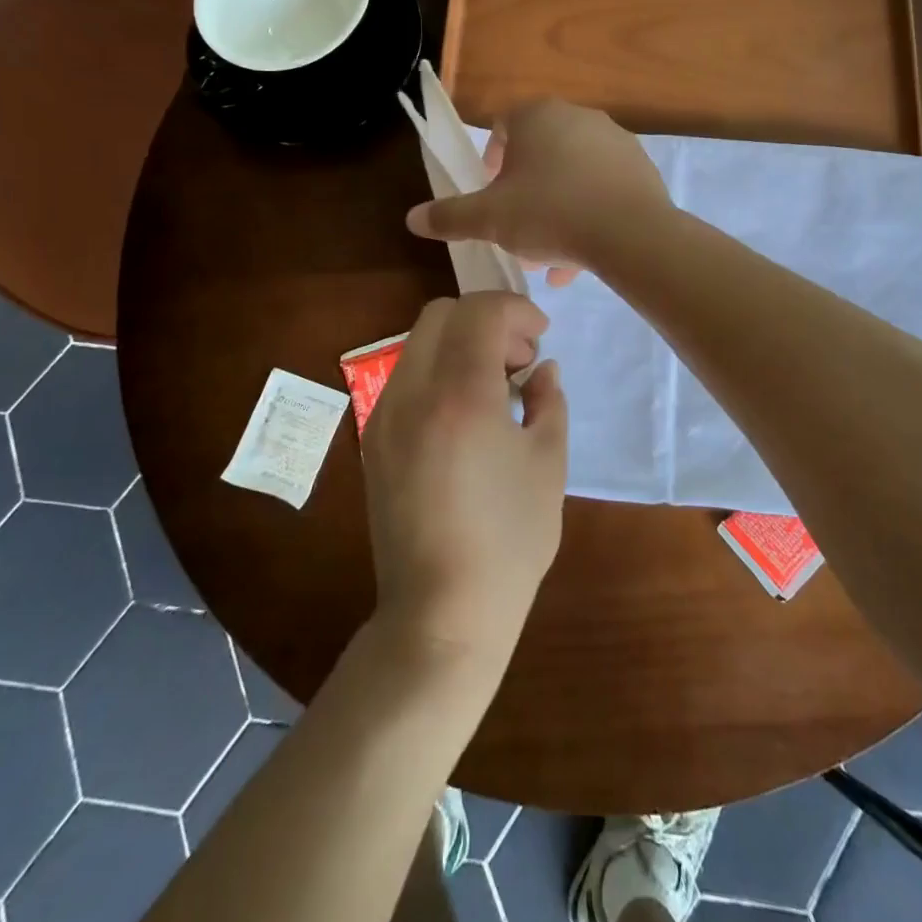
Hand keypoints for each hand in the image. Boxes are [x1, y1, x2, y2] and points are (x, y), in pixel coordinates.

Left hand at [361, 293, 568, 669]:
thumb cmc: (509, 540)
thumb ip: (548, 401)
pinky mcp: (373, 439)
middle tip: (517, 359)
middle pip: (441, 314)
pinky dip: (438, 370)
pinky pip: (406, 377)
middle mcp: (411, 393)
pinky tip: (464, 415)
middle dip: (485, 320)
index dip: (516, 309)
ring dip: (460, 344)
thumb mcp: (548, 464)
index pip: (480, 312)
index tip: (540, 334)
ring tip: (493, 388)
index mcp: (460, 396)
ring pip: (419, 342)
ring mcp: (384, 415)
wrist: (441, 612)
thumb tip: (542, 369)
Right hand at [405, 99, 670, 281]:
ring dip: (555, 210)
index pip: (502, 125)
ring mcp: (614, 141)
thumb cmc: (550, 213)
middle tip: (516, 227)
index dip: (490, 160)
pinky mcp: (640, 169)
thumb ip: (450, 216)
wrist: (631, 234)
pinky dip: (588, 216)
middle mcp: (578, 118)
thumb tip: (412, 218)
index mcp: (537, 117)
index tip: (489, 193)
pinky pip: (603, 190)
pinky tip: (581, 258)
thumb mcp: (490, 220)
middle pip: (540, 153)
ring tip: (548, 255)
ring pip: (572, 176)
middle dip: (524, 191)